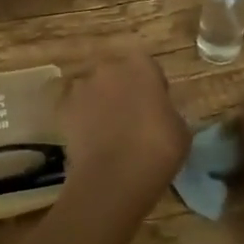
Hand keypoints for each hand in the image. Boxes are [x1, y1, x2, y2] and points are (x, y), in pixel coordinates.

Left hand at [56, 51, 190, 220]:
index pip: (147, 66)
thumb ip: (168, 112)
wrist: (115, 177)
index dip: (151, 84)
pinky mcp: (63, 109)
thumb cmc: (158, 150)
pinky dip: (79, 119)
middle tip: (131, 118)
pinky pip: (73, 108)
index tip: (156, 104)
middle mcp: (109, 69)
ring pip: (93, 89)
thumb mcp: (180, 130)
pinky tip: (89, 140)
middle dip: (122, 90)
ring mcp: (83, 87)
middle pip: (116, 74)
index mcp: (142, 67)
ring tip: (106, 131)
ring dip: (99, 103)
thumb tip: (160, 115)